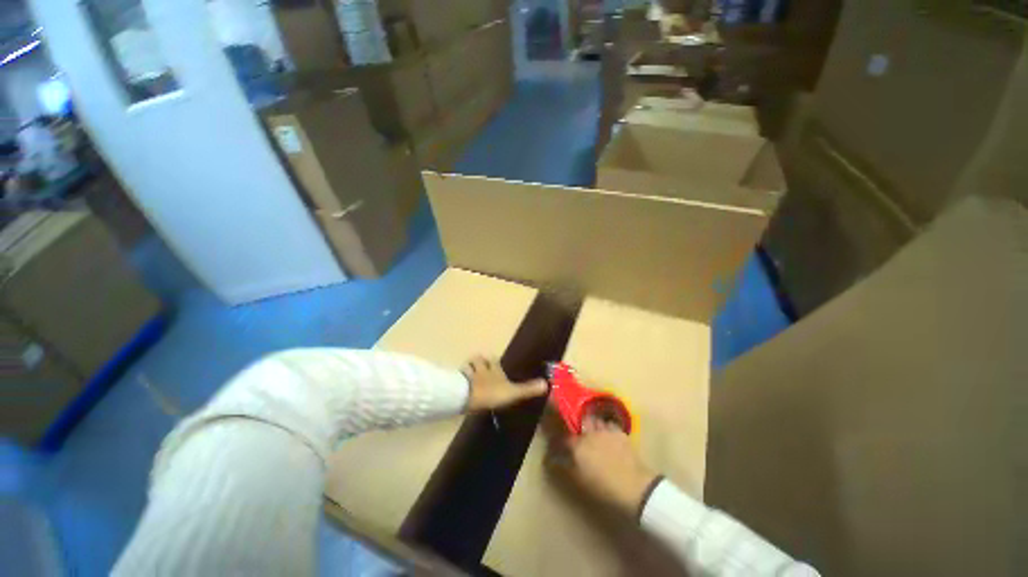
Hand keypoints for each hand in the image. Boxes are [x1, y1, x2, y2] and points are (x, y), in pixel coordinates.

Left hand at [462, 356, 548, 411]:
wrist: (468, 396)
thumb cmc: (492, 392)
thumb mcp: (513, 392)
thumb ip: (527, 389)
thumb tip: (546, 384)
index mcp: (494, 368)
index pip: (494, 360)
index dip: (494, 362)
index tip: (494, 363)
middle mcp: (481, 368)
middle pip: (479, 360)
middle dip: (479, 362)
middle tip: (479, 368)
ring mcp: (468, 374)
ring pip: (467, 367)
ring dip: (467, 369)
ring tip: (468, 376)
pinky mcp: (458, 383)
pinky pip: (458, 379)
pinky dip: (458, 381)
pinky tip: (459, 387)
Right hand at [550, 415, 658, 515]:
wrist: (634, 487)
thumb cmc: (604, 488)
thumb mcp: (580, 480)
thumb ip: (566, 466)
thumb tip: (554, 458)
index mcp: (577, 446)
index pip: (563, 438)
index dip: (559, 440)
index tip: (556, 444)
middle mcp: (589, 433)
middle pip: (578, 422)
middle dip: (576, 426)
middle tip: (577, 434)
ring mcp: (604, 430)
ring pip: (594, 420)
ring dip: (591, 424)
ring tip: (592, 431)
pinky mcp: (618, 432)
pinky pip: (608, 424)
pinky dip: (606, 427)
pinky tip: (607, 436)